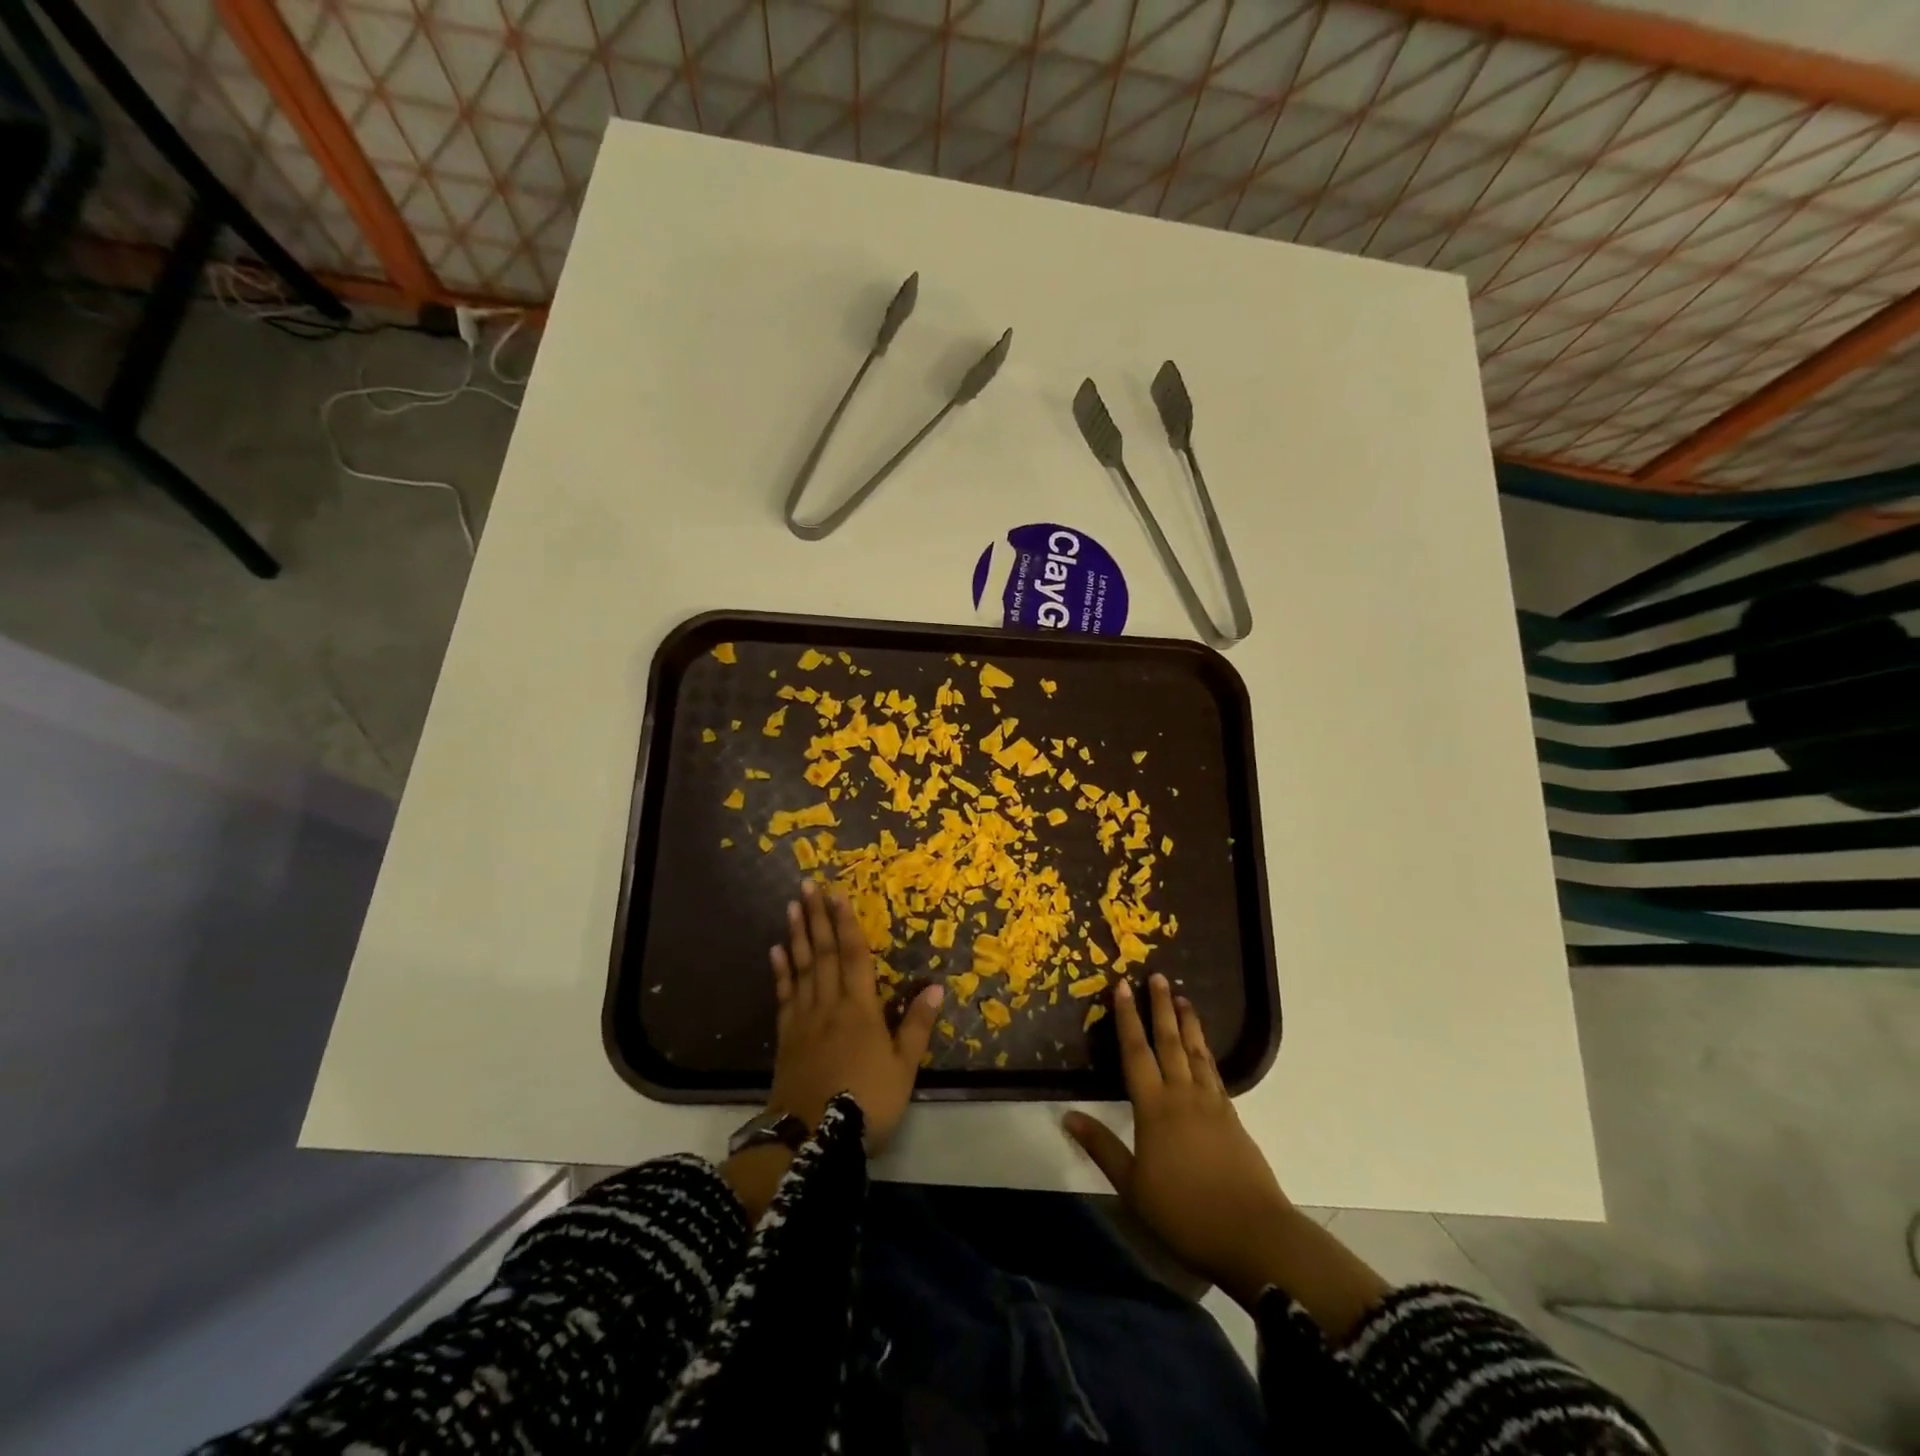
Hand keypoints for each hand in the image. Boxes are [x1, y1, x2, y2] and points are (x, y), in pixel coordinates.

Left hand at [766, 880, 941, 1147]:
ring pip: (801, 968)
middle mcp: (829, 1005)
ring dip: (798, 935)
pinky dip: (781, 971)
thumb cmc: (865, 1103)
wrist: (811, 1140)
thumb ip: (917, 1026)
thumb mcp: (903, 1069)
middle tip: (807, 886)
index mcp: (860, 1009)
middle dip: (817, 918)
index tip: (838, 894)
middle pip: (823, 954)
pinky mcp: (786, 1037)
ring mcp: (804, 1020)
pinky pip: (784, 996)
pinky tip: (776, 952)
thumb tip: (936, 985)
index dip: (846, 923)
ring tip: (793, 907)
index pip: (853, 956)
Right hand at [1064, 975, 1297, 1307]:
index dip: (1127, 1018)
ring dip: (1188, 1023)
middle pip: (1170, 1042)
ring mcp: (1212, 1105)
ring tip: (1183, 998)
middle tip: (1157, 976)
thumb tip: (1068, 1114)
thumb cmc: (1184, 1212)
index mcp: (1154, 1108)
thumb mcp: (1133, 1186)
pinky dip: (1206, 1053)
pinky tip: (1204, 1051)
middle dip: (1161, 1007)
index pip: (1136, 1052)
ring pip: (1196, 1052)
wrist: (1253, 1234)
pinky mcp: (1233, 1119)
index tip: (1123, 986)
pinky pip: (1214, 1073)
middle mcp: (1183, 1095)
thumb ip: (1101, 1147)